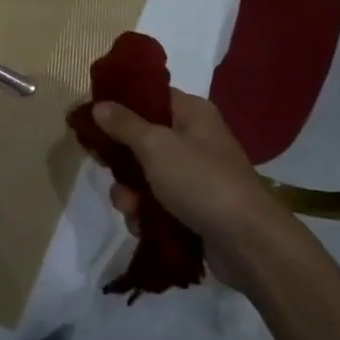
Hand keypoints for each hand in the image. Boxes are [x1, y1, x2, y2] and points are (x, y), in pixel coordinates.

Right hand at [94, 90, 285, 280]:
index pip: (151, 97)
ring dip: (130, 191)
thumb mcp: (156, 145)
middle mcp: (194, 139)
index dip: (121, 104)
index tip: (93, 117)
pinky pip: (157, 203)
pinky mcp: (193, 208)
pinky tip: (140, 225)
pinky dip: (145, 213)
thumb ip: (124, 124)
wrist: (247, 242)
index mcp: (192, 113)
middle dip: (121, 159)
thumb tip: (99, 105)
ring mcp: (195, 176)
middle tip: (105, 167)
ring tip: (129, 207)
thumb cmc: (200, 180)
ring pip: (146, 175)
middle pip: (143, 138)